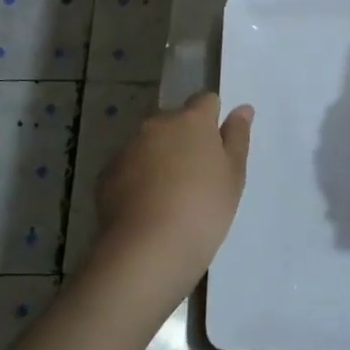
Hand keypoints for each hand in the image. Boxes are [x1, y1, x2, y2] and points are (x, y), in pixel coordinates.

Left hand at [95, 92, 252, 289]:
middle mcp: (157, 124)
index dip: (212, 119)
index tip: (217, 146)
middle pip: (175, 121)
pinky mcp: (107, 173)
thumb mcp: (233, 176)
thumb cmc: (203, 209)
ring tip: (169, 197)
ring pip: (149, 144)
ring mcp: (128, 147)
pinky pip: (128, 167)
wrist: (148, 249)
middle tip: (196, 176)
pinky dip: (137, 179)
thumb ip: (237, 138)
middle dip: (184, 139)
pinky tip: (146, 209)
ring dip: (159, 158)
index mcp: (192, 120)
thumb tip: (242, 109)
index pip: (205, 100)